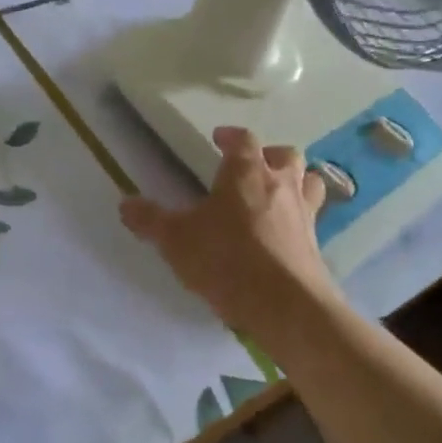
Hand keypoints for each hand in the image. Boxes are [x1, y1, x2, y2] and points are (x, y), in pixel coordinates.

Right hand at [120, 126, 340, 335]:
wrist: (286, 306)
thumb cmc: (227, 260)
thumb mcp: (177, 240)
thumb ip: (151, 220)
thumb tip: (125, 203)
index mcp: (246, 173)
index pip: (243, 140)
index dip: (231, 136)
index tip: (219, 139)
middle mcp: (280, 185)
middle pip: (285, 155)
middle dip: (269, 155)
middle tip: (251, 166)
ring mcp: (304, 214)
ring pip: (308, 182)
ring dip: (295, 182)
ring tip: (276, 193)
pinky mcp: (316, 245)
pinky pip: (312, 219)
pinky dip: (300, 218)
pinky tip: (284, 233)